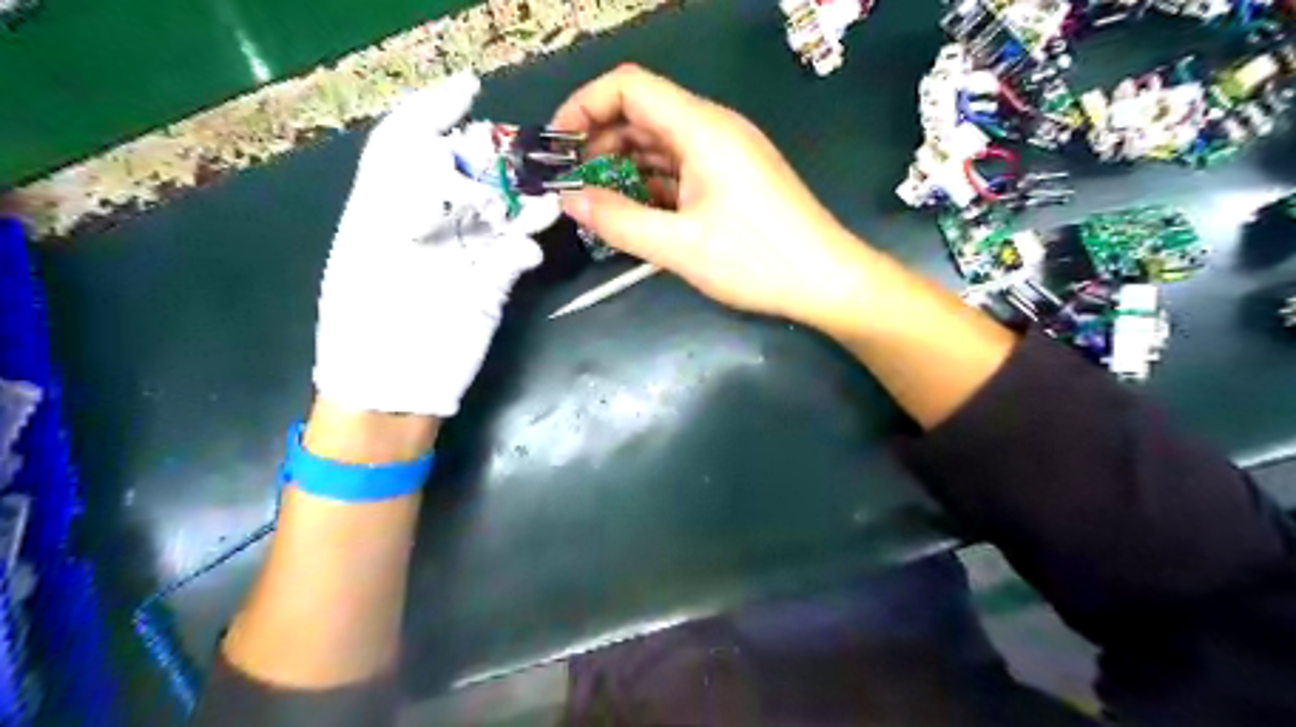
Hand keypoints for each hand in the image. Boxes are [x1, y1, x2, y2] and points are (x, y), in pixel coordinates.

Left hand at [314, 75, 542, 417]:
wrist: (391, 390)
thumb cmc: (365, 328)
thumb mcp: (365, 257)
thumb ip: (400, 207)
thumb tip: (446, 173)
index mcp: (382, 210)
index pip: (405, 145)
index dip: (433, 112)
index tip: (469, 89)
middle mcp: (424, 225)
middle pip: (460, 175)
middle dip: (487, 159)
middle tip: (517, 155)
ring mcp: (461, 255)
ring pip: (495, 213)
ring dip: (519, 203)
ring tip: (543, 201)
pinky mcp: (489, 286)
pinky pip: (513, 255)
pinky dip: (523, 248)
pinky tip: (527, 251)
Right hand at [552, 66, 873, 327]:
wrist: (826, 280)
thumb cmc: (756, 260)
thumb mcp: (679, 246)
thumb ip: (618, 221)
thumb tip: (568, 200)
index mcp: (701, 128)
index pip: (629, 87)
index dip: (584, 106)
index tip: (556, 146)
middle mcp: (713, 129)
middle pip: (642, 113)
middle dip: (598, 141)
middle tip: (569, 182)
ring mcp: (725, 154)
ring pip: (660, 143)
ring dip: (623, 165)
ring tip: (594, 201)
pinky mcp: (732, 178)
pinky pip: (680, 168)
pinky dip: (651, 183)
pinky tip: (633, 211)